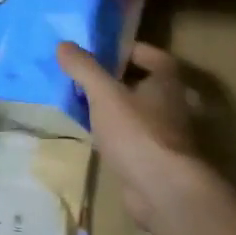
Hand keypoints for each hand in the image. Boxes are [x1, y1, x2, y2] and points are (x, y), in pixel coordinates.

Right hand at [58, 40, 202, 229]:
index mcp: (167, 83)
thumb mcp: (104, 94)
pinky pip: (132, 138)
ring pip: (138, 113)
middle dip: (117, 80)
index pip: (153, 56)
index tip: (102, 52)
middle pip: (144, 84)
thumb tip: (63, 44)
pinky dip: (116, 134)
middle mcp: (172, 105)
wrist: (162, 190)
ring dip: (115, 109)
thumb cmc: (137, 133)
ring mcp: (166, 135)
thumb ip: (84, 68)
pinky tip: (94, 137)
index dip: (128, 50)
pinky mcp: (155, 160)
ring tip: (84, 105)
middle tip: (86, 78)